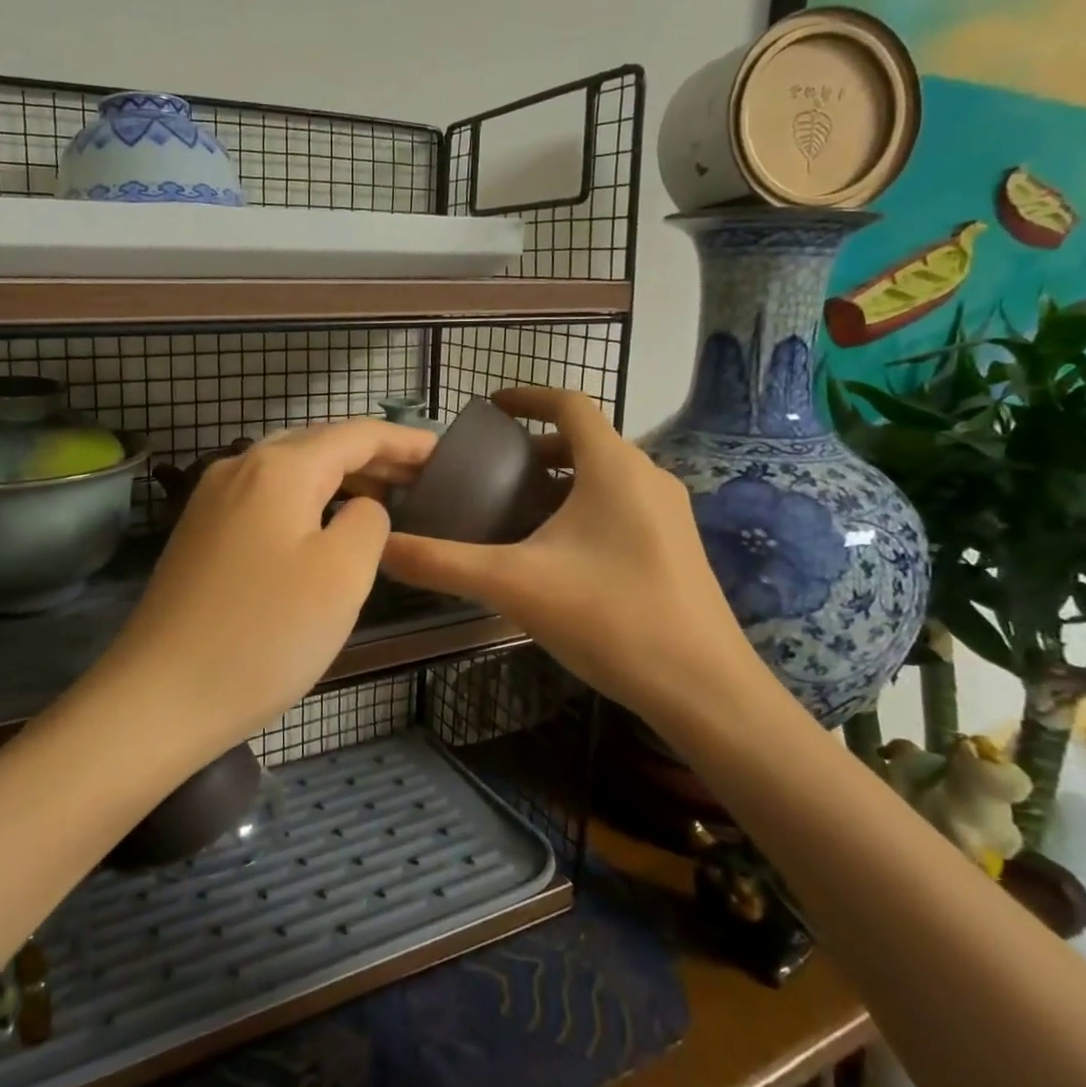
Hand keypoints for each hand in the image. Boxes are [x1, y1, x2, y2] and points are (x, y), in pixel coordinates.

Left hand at [99, 419, 436, 748]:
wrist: (158, 697)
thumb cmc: (265, 634)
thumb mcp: (342, 575)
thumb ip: (369, 523)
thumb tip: (360, 508)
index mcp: (279, 467)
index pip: (356, 435)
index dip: (404, 442)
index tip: (444, 455)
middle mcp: (240, 467)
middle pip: (320, 445)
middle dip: (373, 457)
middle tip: (420, 479)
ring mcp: (212, 498)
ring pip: (290, 470)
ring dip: (338, 477)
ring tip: (380, 500)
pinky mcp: (199, 532)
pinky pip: (266, 497)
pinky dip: (305, 499)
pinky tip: (320, 526)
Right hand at [381, 387, 762, 724]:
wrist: (704, 689)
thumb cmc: (609, 618)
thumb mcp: (514, 585)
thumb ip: (442, 563)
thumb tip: (381, 548)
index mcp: (613, 467)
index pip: (570, 404)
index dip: (527, 397)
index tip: (489, 408)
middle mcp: (647, 477)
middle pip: (587, 439)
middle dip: (538, 446)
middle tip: (492, 470)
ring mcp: (669, 513)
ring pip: (606, 474)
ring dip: (562, 477)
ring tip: (518, 507)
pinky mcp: (677, 547)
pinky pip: (623, 504)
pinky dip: (585, 505)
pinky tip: (559, 551)